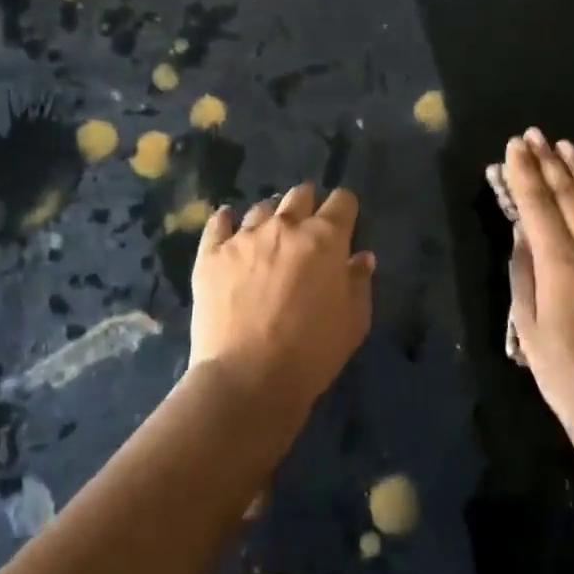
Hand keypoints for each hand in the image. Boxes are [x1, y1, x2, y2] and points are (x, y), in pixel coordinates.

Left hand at [189, 183, 374, 421]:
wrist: (247, 379)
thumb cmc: (311, 353)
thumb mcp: (353, 323)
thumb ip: (359, 283)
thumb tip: (361, 257)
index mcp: (325, 238)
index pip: (342, 201)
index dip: (345, 210)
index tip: (344, 225)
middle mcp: (285, 226)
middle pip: (301, 194)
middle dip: (308, 205)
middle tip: (307, 230)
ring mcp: (245, 236)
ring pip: (262, 208)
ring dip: (271, 219)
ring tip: (268, 240)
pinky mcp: (212, 253)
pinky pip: (219, 222)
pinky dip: (226, 222)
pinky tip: (228, 228)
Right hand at [506, 131, 573, 449]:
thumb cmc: (564, 374)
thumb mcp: (527, 326)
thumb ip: (523, 271)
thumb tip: (522, 232)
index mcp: (561, 267)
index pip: (538, 206)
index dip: (523, 173)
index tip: (513, 146)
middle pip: (568, 195)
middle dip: (547, 162)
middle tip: (532, 135)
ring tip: (563, 144)